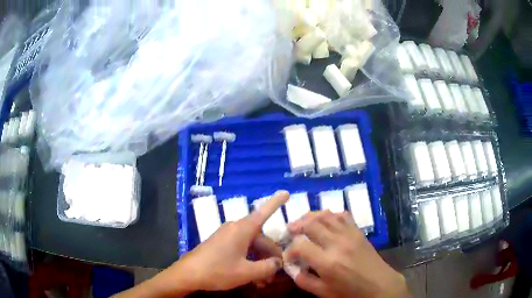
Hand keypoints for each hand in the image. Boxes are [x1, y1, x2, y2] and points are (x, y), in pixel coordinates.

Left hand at [169, 190, 288, 290]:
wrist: (188, 274)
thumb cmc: (217, 270)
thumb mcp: (246, 272)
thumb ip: (267, 267)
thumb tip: (278, 263)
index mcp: (242, 229)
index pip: (263, 212)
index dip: (276, 202)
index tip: (286, 192)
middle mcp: (235, 229)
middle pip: (261, 238)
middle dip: (271, 255)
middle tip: (278, 272)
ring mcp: (227, 237)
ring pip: (252, 246)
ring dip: (260, 262)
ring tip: (265, 281)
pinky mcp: (221, 245)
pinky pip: (241, 250)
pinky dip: (250, 262)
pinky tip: (254, 278)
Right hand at [285, 211, 410, 297]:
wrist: (379, 285)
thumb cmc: (350, 292)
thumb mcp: (324, 292)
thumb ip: (304, 280)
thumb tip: (292, 268)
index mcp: (327, 262)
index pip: (300, 245)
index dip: (290, 249)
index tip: (288, 256)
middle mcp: (337, 243)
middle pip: (311, 224)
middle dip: (296, 226)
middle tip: (289, 231)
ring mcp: (349, 234)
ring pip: (326, 215)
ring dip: (310, 216)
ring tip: (302, 223)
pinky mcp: (358, 231)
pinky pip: (342, 215)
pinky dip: (330, 215)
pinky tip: (325, 221)